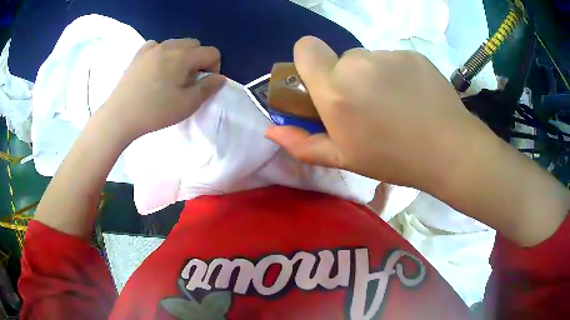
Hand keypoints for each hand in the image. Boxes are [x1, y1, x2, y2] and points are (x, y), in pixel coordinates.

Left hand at [102, 38, 224, 140]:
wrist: (120, 116)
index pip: (212, 52)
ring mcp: (152, 48)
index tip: (202, 85)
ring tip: (171, 76)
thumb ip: (208, 88)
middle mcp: (169, 45)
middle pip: (195, 44)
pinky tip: (157, 68)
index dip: (214, 68)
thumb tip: (219, 77)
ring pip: (177, 44)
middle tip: (188, 81)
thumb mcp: (187, 104)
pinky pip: (158, 46)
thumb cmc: (155, 111)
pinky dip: (163, 54)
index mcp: (183, 56)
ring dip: (181, 56)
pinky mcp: (139, 54)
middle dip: (198, 60)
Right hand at [266, 36, 490, 191]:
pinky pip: (393, 59)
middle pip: (341, 59)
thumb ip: (303, 143)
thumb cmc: (393, 158)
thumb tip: (271, 129)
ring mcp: (389, 55)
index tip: (323, 82)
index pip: (305, 47)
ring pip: (368, 59)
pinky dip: (397, 74)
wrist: (449, 150)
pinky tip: (413, 97)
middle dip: (347, 78)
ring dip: (373, 77)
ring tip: (395, 104)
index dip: (309, 61)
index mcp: (335, 89)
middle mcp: (358, 62)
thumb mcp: (344, 158)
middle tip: (368, 107)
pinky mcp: (412, 54)